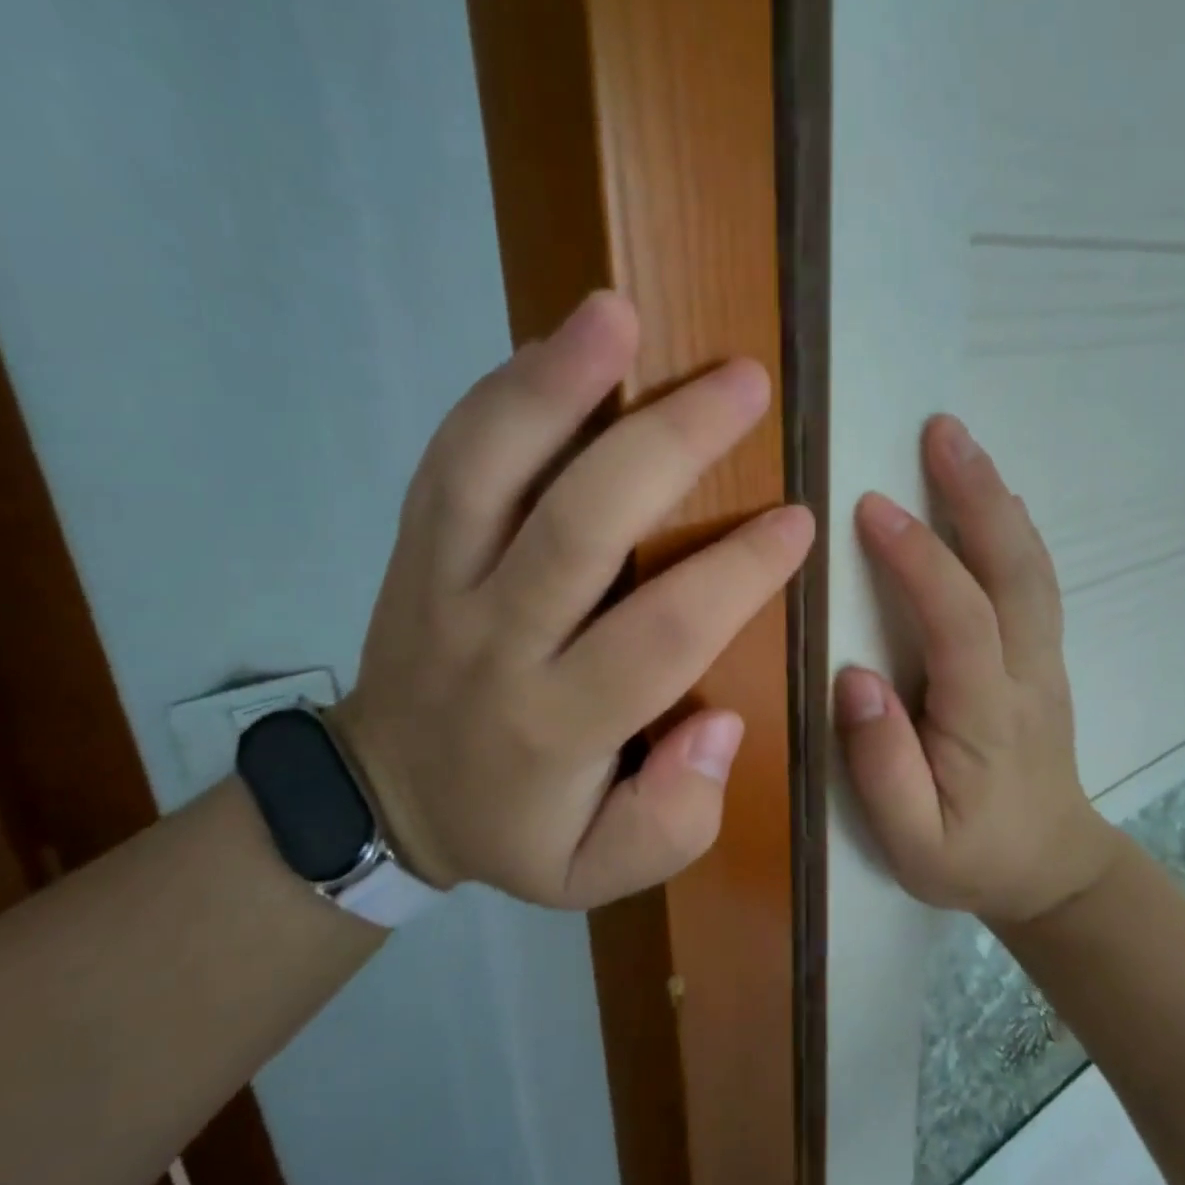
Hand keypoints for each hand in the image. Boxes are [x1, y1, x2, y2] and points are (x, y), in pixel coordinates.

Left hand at [332, 293, 813, 908]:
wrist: (386, 792)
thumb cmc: (514, 824)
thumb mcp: (595, 871)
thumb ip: (671, 822)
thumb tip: (719, 723)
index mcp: (552, 726)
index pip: (658, 635)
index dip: (736, 573)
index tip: (797, 519)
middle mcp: (493, 641)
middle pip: (579, 528)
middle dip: (669, 446)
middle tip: (745, 384)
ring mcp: (440, 578)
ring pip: (488, 470)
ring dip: (553, 385)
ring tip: (618, 314)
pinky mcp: (415, 542)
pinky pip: (453, 455)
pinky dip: (506, 391)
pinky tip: (563, 342)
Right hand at [834, 415, 1119, 923]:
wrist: (1053, 869)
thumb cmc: (971, 857)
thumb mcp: (912, 843)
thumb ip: (882, 767)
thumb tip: (855, 678)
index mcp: (987, 717)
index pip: (959, 620)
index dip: (919, 559)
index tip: (870, 506)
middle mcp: (1026, 674)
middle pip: (1014, 571)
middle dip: (977, 495)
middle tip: (942, 430)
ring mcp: (1044, 660)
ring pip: (1030, 567)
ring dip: (996, 498)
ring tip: (959, 441)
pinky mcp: (1043, 656)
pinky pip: (1032, 580)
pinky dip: (1011, 527)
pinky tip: (989, 495)